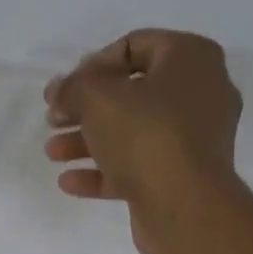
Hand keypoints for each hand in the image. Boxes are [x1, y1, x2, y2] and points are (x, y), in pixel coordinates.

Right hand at [43, 28, 243, 253]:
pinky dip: (104, 171)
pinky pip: (137, 166)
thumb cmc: (146, 136)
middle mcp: (200, 93)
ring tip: (52, 152)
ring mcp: (193, 139)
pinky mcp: (181, 177)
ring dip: (88, 141)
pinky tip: (69, 181)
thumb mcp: (97, 98)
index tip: (66, 88)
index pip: (135, 45)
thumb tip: (58, 90)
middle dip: (86, 108)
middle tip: (53, 120)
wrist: (185, 208)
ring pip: (131, 132)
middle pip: (131, 93)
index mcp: (191, 59)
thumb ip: (72, 88)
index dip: (93, 64)